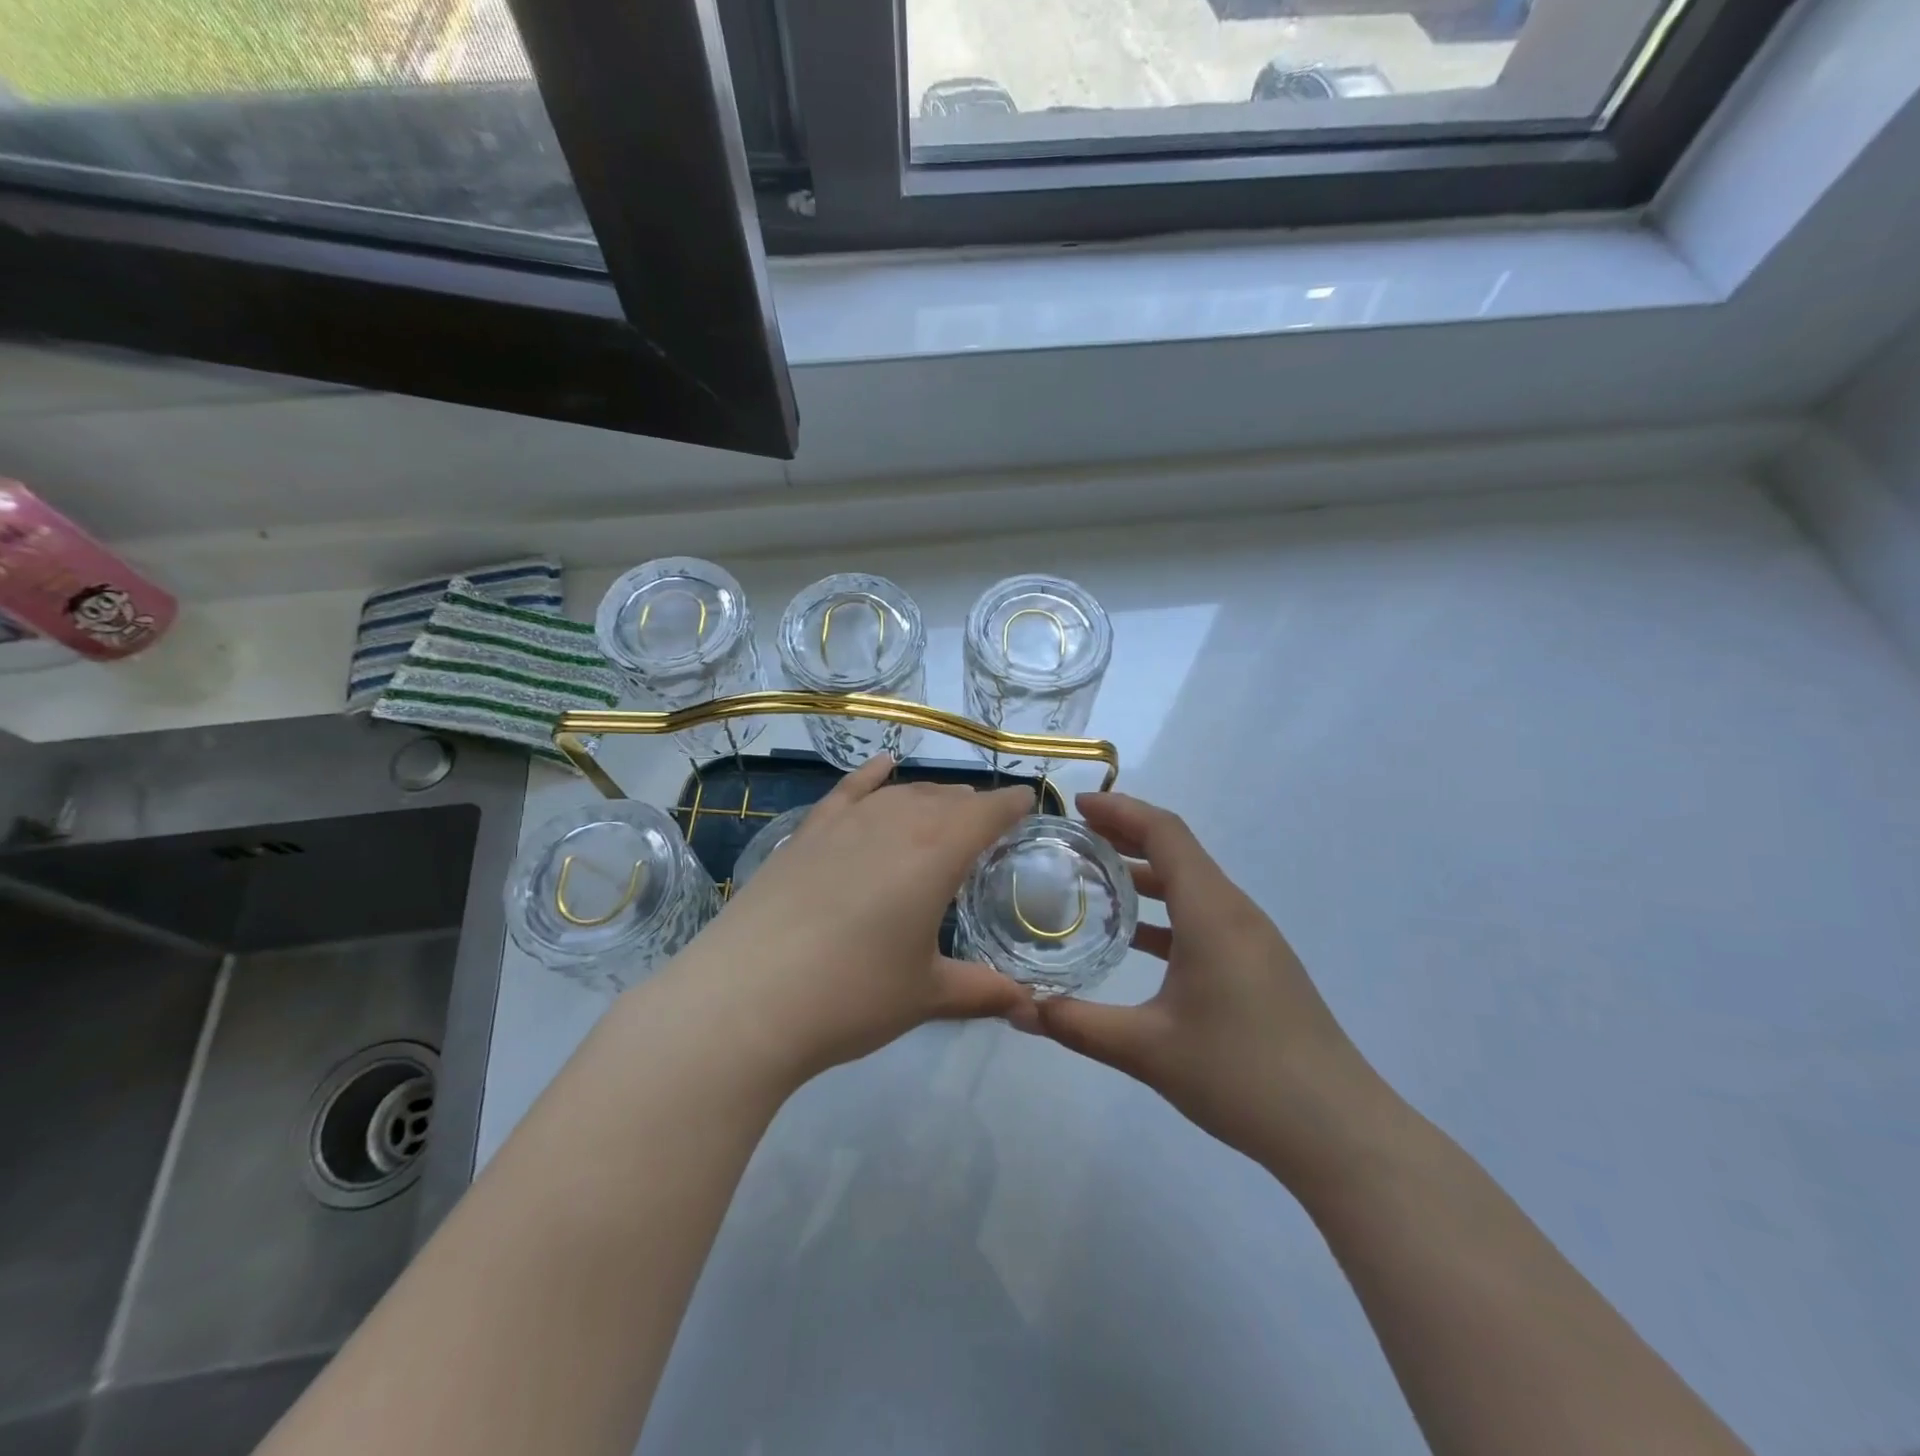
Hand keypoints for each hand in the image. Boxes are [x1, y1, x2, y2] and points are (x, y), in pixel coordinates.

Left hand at [662, 755, 1036, 1084]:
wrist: (745, 1001)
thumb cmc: (851, 996)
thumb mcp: (925, 996)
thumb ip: (982, 991)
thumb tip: (1029, 1007)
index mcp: (935, 853)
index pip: (986, 813)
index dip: (1012, 805)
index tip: (1028, 804)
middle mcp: (894, 823)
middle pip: (944, 798)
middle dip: (972, 806)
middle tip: (987, 825)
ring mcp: (844, 824)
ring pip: (900, 793)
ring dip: (929, 796)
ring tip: (944, 807)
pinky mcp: (805, 833)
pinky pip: (847, 791)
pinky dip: (869, 776)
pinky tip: (882, 765)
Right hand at [1030, 792, 1393, 1186]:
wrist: (1338, 1132)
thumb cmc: (1241, 1077)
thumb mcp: (1147, 1050)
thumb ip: (1077, 1025)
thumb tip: (1016, 1012)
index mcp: (1212, 913)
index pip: (1165, 833)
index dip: (1120, 810)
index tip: (1077, 806)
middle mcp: (1235, 912)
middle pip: (1178, 851)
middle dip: (1126, 836)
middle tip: (1073, 837)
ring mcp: (1252, 939)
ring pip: (1192, 885)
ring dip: (1145, 874)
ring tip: (1094, 879)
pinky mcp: (1258, 965)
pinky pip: (1204, 916)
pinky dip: (1166, 911)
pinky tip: (1135, 938)